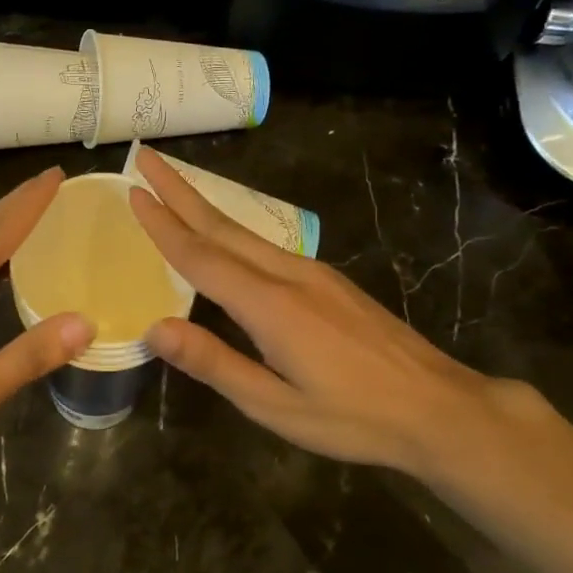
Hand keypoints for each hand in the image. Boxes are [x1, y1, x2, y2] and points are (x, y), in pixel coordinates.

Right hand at [128, 147, 540, 474]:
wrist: (438, 407)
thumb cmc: (354, 416)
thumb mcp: (275, 406)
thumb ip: (215, 363)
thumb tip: (154, 328)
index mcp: (269, 304)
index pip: (201, 256)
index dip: (164, 224)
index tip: (133, 191)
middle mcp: (288, 274)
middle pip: (222, 225)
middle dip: (179, 189)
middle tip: (145, 156)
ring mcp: (312, 272)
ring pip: (244, 230)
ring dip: (203, 204)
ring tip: (172, 186)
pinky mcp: (327, 279)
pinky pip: (264, 244)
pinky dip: (230, 228)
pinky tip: (223, 234)